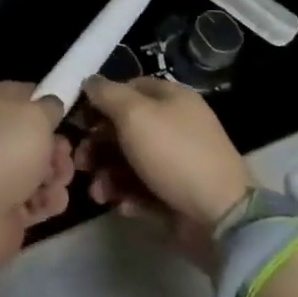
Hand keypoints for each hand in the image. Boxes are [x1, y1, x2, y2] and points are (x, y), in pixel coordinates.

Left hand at [0, 82, 73, 278]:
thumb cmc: (4, 151)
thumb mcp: (36, 116)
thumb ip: (51, 106)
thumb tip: (51, 107)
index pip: (27, 94)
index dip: (50, 105)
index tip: (70, 116)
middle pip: (37, 136)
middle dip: (58, 147)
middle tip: (64, 157)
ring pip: (41, 167)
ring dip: (57, 175)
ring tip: (57, 182)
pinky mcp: (5, 205)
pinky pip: (36, 197)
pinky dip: (46, 200)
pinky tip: (47, 202)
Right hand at [75, 76, 252, 260]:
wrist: (219, 215)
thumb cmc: (173, 153)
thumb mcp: (134, 114)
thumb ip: (107, 94)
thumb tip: (89, 81)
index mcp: (171, 98)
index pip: (128, 88)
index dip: (101, 101)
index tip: (79, 119)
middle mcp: (174, 125)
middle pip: (125, 127)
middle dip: (98, 144)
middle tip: (80, 163)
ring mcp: (176, 162)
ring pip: (129, 161)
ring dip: (107, 175)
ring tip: (99, 193)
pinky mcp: (174, 194)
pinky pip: (142, 189)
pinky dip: (127, 196)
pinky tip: (122, 206)